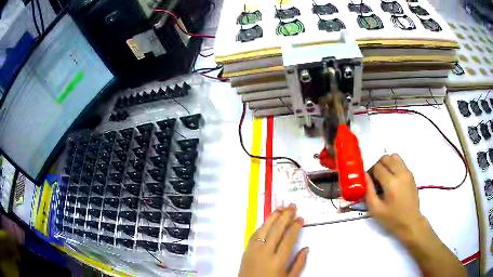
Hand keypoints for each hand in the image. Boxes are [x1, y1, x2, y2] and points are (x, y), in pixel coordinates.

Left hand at [239, 204, 308, 276]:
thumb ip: (299, 264)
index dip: (295, 227)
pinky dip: (262, 226)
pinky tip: (267, 221)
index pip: (289, 238)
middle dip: (285, 216)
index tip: (300, 219)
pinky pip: (254, 234)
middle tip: (292, 206)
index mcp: (278, 260)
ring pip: (264, 229)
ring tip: (280, 208)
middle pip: (276, 230)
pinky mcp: (246, 250)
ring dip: (273, 217)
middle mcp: (266, 252)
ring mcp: (254, 250)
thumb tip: (306, 248)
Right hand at [366, 154, 427, 241]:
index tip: (368, 180)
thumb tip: (365, 175)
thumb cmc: (392, 218)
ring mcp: (407, 172)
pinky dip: (394, 165)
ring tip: (383, 175)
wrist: (411, 222)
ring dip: (386, 162)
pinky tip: (392, 178)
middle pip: (386, 158)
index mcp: (391, 183)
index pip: (377, 167)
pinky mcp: (411, 174)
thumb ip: (368, 191)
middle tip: (374, 177)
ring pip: (394, 156)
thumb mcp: (375, 209)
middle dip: (377, 164)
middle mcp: (400, 173)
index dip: (370, 171)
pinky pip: (400, 162)